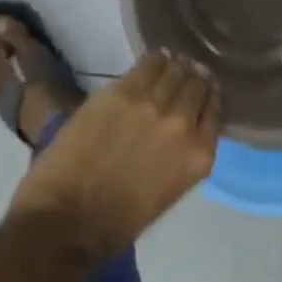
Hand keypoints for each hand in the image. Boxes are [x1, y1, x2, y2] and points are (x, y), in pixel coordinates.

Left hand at [11, 51, 220, 257]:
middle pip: (197, 85)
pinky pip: (148, 63)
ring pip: (175, 69)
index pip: (214, 110)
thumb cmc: (116, 221)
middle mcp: (182, 125)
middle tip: (187, 75)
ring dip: (175, 67)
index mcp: (198, 157)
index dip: (209, 97)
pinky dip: (154, 60)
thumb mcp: (168, 191)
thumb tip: (183, 127)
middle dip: (194, 80)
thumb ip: (182, 155)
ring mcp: (152, 105)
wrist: (66, 220)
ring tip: (170, 65)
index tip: (204, 92)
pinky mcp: (122, 92)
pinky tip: (154, 59)